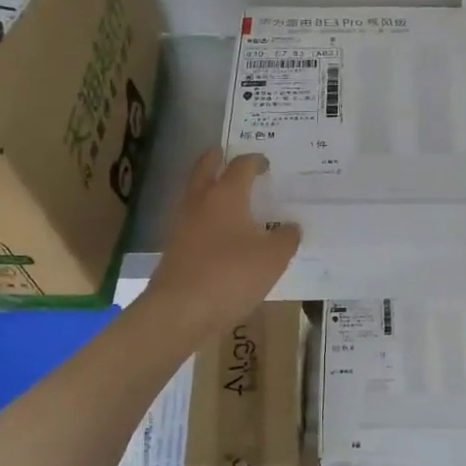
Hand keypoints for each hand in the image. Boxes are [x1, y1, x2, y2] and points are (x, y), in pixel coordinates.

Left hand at [145, 150, 298, 338]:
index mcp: (226, 195)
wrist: (180, 310)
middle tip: (225, 154)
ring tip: (225, 194)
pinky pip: (191, 221)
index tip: (266, 164)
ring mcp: (182, 225)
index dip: (255, 161)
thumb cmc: (231, 275)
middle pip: (205, 169)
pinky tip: (217, 232)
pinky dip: (204, 217)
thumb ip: (286, 238)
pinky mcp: (174, 249)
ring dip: (207, 187)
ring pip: (194, 194)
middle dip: (216, 159)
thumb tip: (291, 226)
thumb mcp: (273, 257)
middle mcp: (200, 202)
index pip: (241, 166)